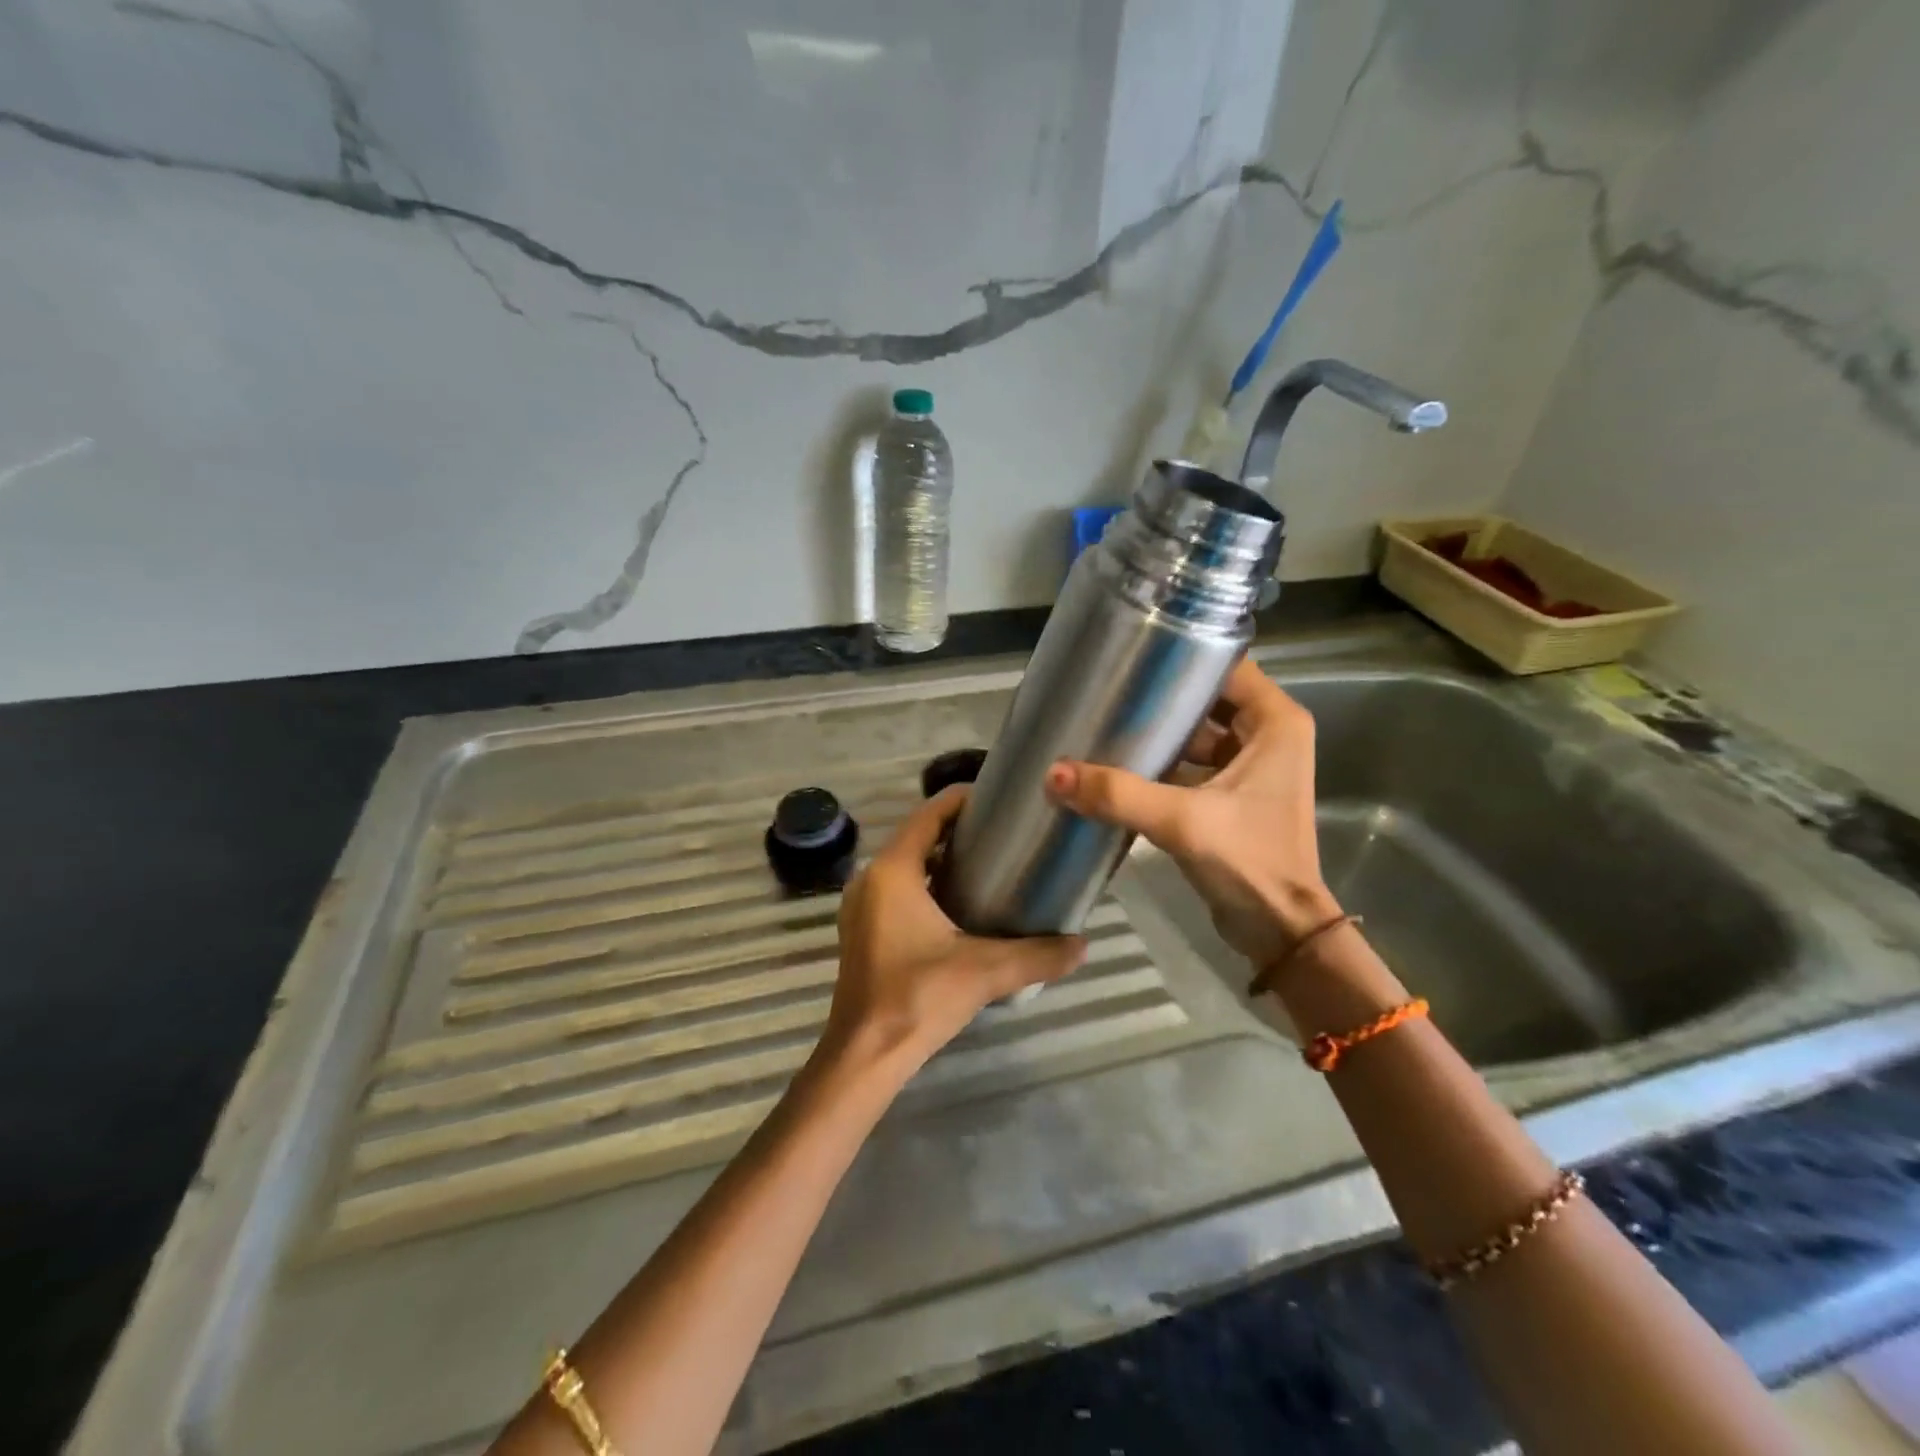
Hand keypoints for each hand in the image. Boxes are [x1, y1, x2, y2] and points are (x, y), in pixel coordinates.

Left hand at [825, 785, 1086, 1071]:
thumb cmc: (918, 998)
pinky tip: (963, 905)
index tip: (1001, 798)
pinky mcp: (863, 930)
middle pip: (918, 836)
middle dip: (959, 830)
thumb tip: (1083, 944)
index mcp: (893, 871)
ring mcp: (862, 906)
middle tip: (1006, 833)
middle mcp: (871, 879)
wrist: (865, 1055)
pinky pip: (898, 890)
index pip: (929, 814)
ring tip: (992, 864)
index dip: (963, 800)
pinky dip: (928, 885)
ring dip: (942, 859)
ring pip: (907, 865)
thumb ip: (1038, 955)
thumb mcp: (985, 971)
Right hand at [1044, 658, 1340, 966]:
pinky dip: (1161, 765)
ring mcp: (1251, 768)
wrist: (1279, 932)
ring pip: (1196, 735)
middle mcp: (1268, 737)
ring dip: (1158, 734)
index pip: (1227, 667)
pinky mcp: (1232, 797)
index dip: (1183, 656)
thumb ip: (1118, 794)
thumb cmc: (1249, 862)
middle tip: (1109, 689)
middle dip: (1161, 697)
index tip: (1134, 654)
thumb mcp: (1182, 821)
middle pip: (1207, 700)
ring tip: (1106, 722)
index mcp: (1276, 723)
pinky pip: (1191, 766)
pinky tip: (1119, 765)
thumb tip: (1054, 774)